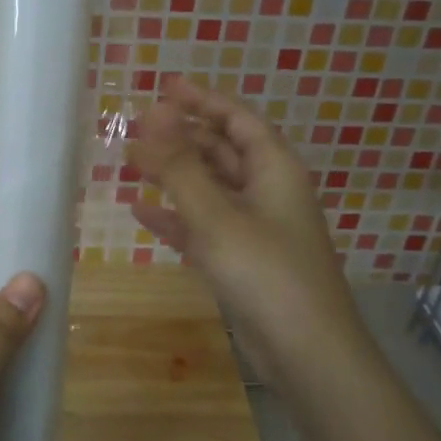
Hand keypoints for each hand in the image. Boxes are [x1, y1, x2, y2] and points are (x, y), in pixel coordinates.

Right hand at [129, 81, 358, 388]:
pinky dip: (176, 218)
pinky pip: (204, 227)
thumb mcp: (217, 215)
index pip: (238, 119)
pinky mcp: (243, 262)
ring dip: (175, 176)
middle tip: (139, 127)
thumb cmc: (266, 273)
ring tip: (134, 161)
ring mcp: (256, 229)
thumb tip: (153, 113)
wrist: (306, 353)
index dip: (204, 100)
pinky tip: (142, 213)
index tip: (166, 88)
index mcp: (275, 170)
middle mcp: (268, 193)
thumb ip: (181, 166)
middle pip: (223, 152)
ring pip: (211, 189)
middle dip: (183, 137)